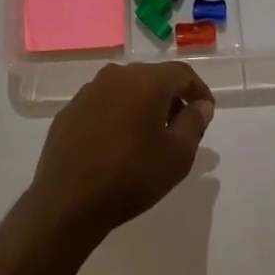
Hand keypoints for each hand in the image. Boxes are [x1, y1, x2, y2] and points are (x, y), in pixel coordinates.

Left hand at [28, 62, 214, 240]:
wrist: (68, 201)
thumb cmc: (131, 176)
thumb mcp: (177, 156)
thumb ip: (194, 123)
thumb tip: (201, 105)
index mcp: (146, 81)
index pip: (182, 73)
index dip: (198, 90)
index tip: (205, 111)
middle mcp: (116, 75)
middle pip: (153, 77)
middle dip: (170, 97)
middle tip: (180, 125)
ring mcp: (89, 91)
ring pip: (126, 88)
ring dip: (142, 104)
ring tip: (149, 135)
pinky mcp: (70, 109)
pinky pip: (103, 103)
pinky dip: (117, 114)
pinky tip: (117, 142)